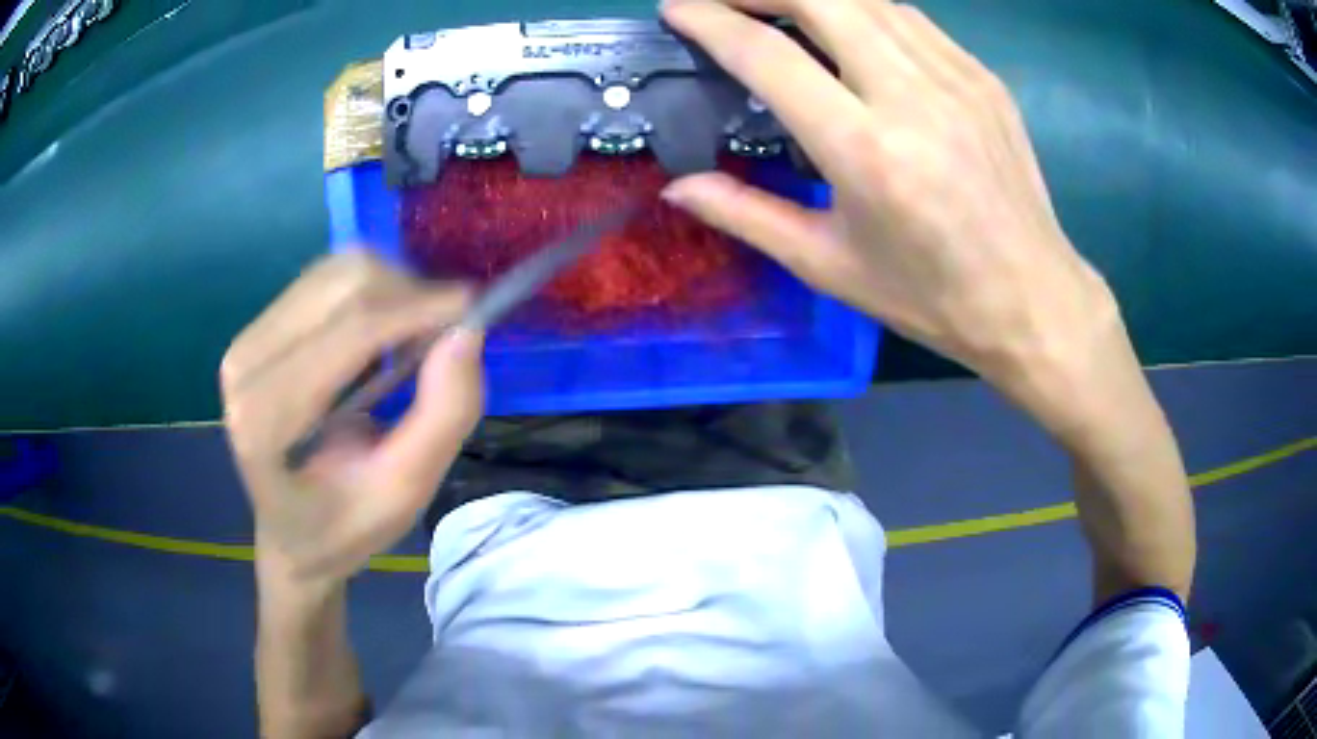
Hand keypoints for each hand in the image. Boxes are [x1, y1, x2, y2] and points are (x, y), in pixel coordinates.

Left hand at [221, 252, 483, 587]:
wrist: (292, 533)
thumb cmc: (346, 527)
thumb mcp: (406, 492)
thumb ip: (442, 415)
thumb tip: (467, 331)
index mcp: (267, 421)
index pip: (351, 332)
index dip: (418, 310)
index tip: (475, 310)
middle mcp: (245, 366)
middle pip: (344, 285)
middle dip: (408, 297)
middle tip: (443, 338)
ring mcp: (245, 341)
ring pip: (338, 271)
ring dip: (392, 291)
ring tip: (412, 341)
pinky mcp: (257, 327)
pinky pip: (326, 278)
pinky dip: (370, 292)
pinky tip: (382, 333)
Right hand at [661, 0, 1120, 403]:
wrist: (1032, 298)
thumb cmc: (931, 296)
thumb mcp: (830, 266)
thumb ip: (747, 215)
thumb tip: (677, 187)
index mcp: (865, 150)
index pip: (769, 56)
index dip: (711, 21)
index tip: (675, 8)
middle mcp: (911, 96)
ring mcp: (955, 78)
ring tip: (773, 4)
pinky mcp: (981, 78)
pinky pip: (909, 17)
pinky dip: (863, 8)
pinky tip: (844, 24)